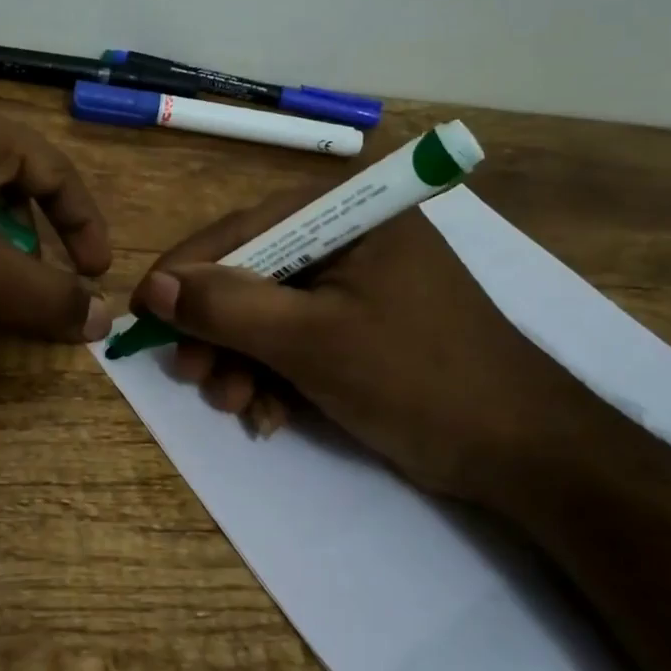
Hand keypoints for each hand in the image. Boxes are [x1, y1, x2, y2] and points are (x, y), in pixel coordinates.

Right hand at [130, 188, 574, 501]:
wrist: (527, 455)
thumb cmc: (419, 378)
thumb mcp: (311, 340)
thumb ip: (228, 307)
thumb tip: (155, 288)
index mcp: (348, 214)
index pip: (243, 230)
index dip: (187, 272)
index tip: (143, 314)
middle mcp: (348, 237)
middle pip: (252, 274)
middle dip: (218, 331)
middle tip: (192, 376)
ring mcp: (356, 284)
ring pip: (268, 314)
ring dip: (241, 362)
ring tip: (235, 406)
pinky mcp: (360, 327)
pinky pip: (296, 340)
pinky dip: (274, 377)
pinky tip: (269, 416)